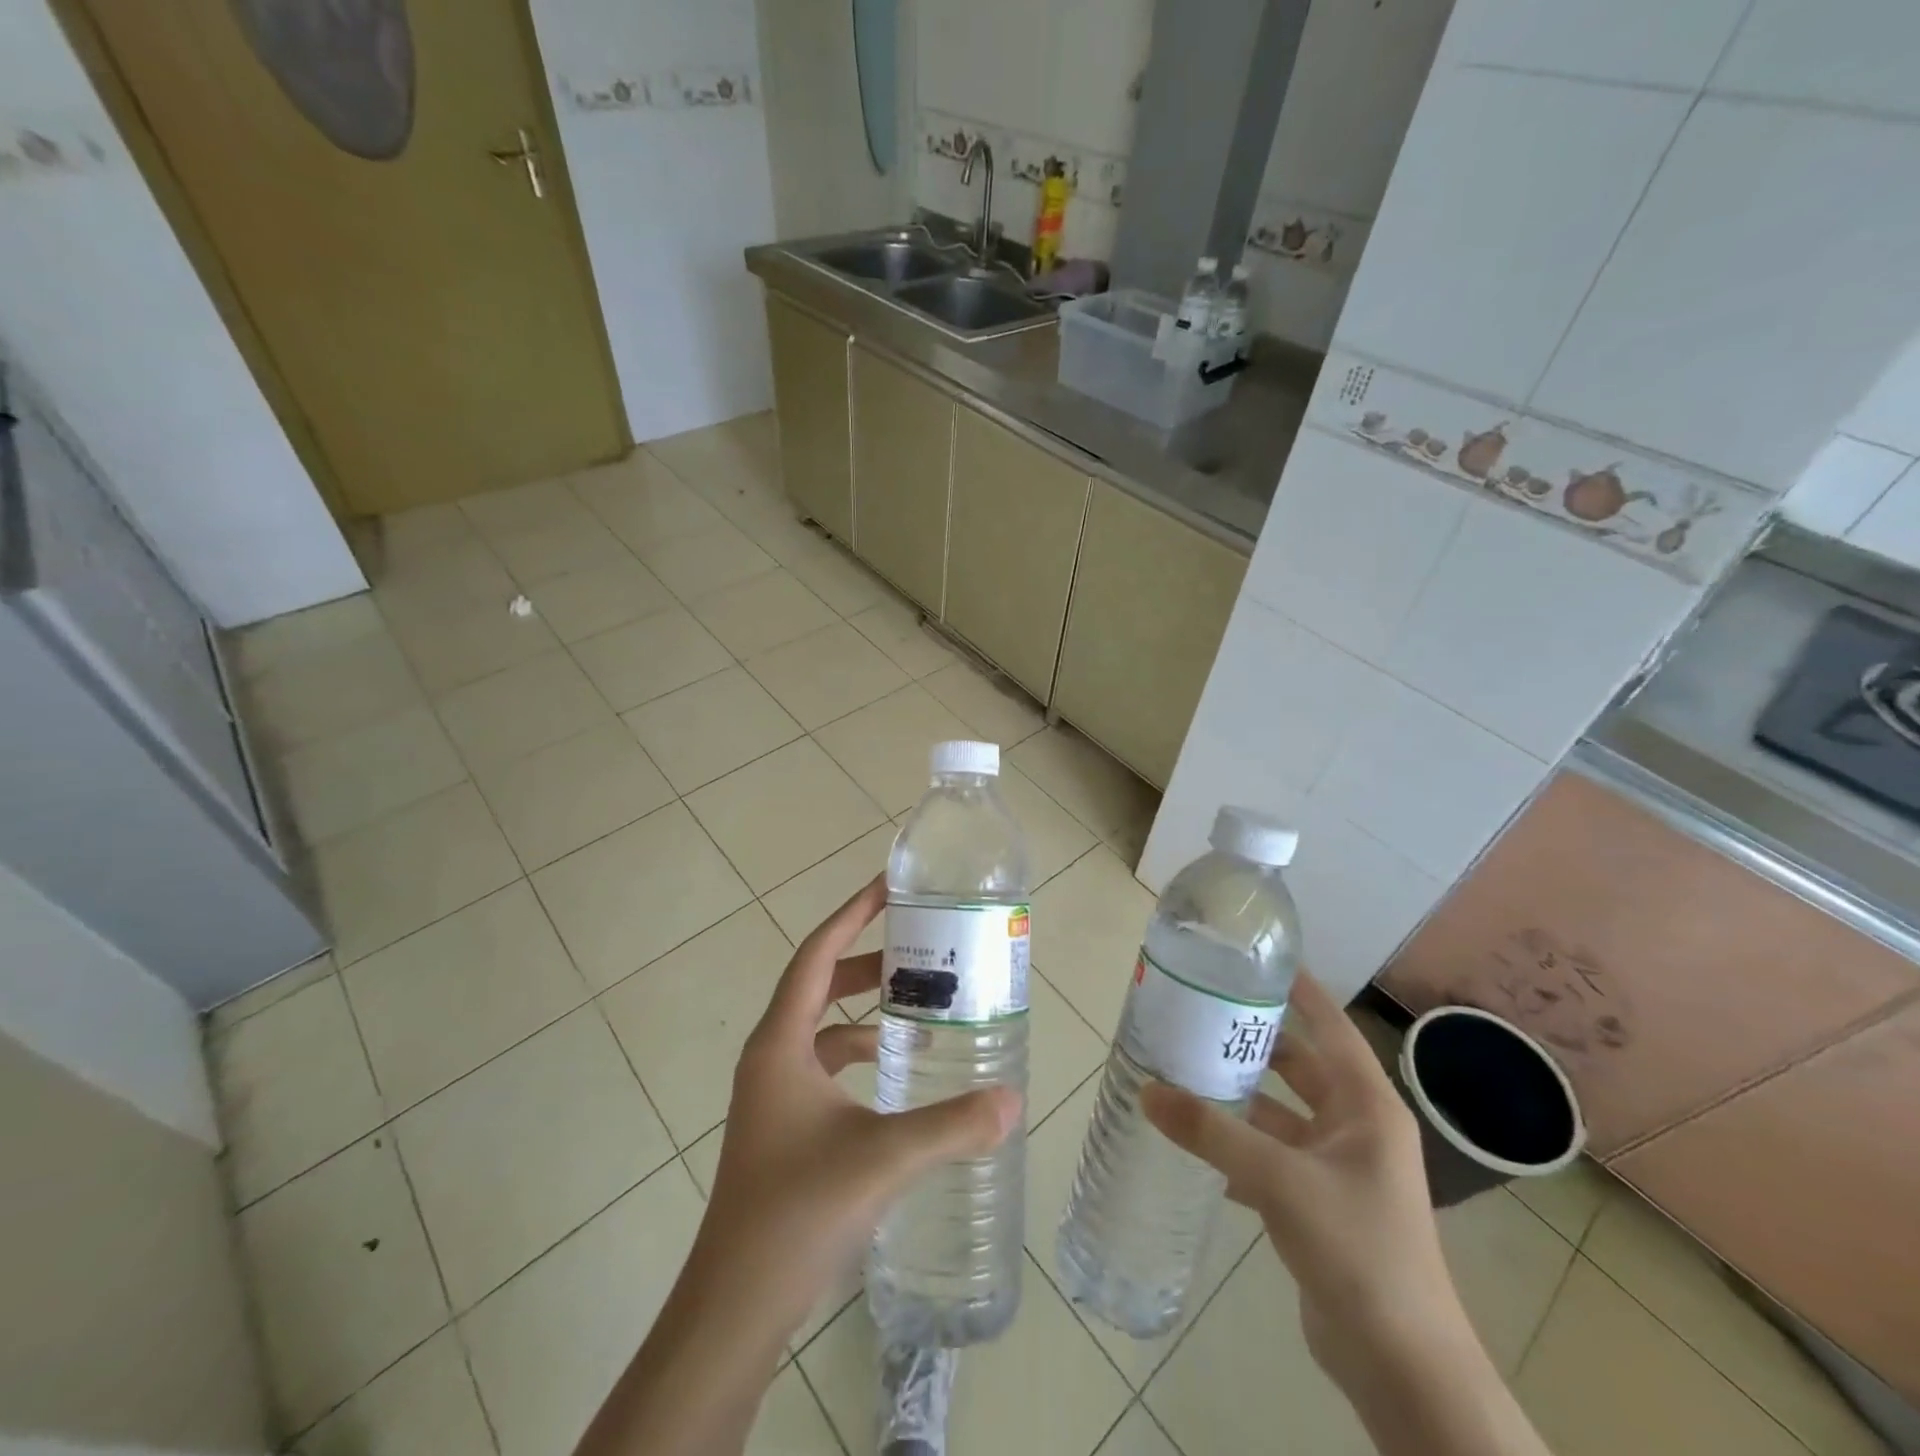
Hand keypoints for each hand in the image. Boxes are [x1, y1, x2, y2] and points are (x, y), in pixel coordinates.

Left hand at [697, 872, 1020, 1341]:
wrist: (735, 1303)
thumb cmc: (797, 1211)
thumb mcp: (882, 1159)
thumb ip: (951, 1126)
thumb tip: (1012, 1099)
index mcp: (781, 1042)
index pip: (816, 955)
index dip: (852, 914)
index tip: (889, 887)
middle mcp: (772, 1055)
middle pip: (820, 983)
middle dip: (866, 959)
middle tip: (919, 945)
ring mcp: (774, 1091)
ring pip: (822, 1026)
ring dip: (864, 1008)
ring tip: (918, 1002)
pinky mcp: (783, 1123)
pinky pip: (824, 1064)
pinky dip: (858, 1052)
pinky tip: (896, 1071)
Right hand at [1142, 973, 1462, 1394]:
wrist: (1401, 1365)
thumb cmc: (1356, 1248)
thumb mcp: (1279, 1179)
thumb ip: (1211, 1133)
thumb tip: (1147, 1089)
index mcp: (1366, 1106)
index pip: (1331, 1028)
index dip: (1300, 992)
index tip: (1257, 961)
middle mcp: (1356, 1128)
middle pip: (1299, 1067)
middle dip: (1254, 1043)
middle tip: (1201, 1014)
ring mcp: (1339, 1169)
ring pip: (1280, 1114)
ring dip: (1240, 1098)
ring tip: (1185, 1070)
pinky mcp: (1319, 1204)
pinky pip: (1272, 1157)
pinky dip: (1238, 1147)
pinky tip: (1196, 1143)